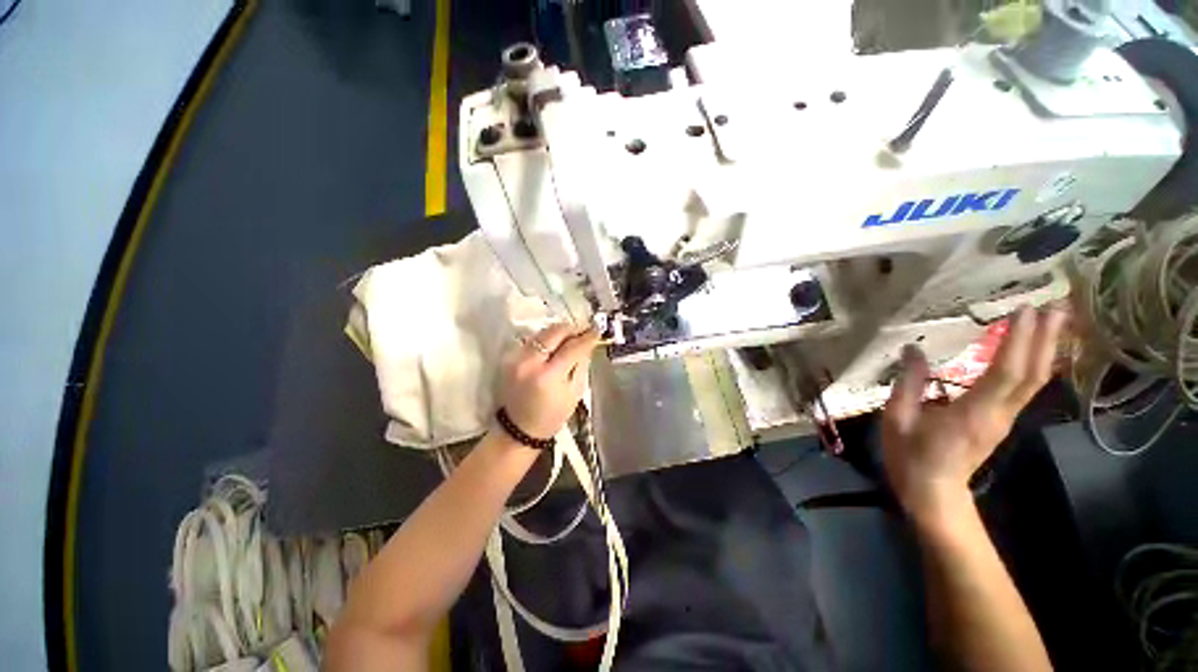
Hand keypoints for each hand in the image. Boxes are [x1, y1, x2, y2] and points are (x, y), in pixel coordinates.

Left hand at [499, 323, 600, 439]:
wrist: (518, 429)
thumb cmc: (551, 416)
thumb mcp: (574, 393)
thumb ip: (581, 365)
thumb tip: (587, 344)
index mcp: (548, 376)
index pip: (572, 347)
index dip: (587, 337)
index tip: (597, 331)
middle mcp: (529, 362)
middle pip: (554, 332)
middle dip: (572, 329)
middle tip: (584, 331)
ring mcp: (516, 357)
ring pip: (542, 332)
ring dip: (559, 333)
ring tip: (570, 339)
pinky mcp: (509, 357)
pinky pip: (532, 340)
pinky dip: (546, 340)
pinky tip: (554, 347)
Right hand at [881, 306, 1067, 524]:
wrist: (934, 492)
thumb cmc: (912, 455)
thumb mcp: (898, 418)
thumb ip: (908, 383)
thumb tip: (913, 348)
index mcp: (974, 412)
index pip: (1005, 372)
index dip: (1018, 341)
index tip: (1023, 310)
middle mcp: (1000, 413)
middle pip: (1032, 373)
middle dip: (1046, 338)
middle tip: (1055, 304)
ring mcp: (1005, 418)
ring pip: (1036, 380)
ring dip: (1048, 348)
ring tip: (1056, 319)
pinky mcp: (1003, 420)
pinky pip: (1027, 388)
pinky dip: (1037, 364)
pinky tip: (1039, 350)